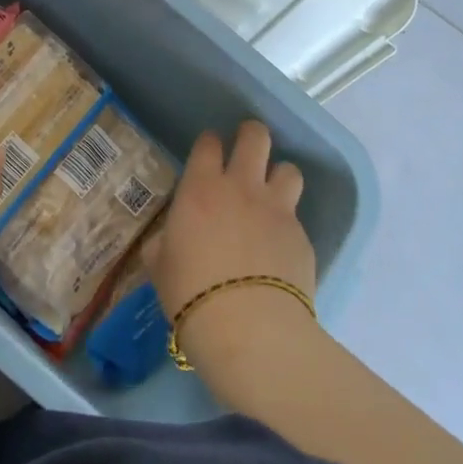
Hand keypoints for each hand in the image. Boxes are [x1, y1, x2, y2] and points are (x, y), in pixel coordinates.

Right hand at [153, 121, 317, 371]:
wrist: (248, 328)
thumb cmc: (190, 292)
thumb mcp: (160, 266)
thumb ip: (164, 244)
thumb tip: (167, 242)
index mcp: (202, 188)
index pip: (208, 144)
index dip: (209, 144)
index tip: (208, 151)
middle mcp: (242, 188)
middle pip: (256, 137)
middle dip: (251, 135)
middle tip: (247, 147)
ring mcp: (277, 210)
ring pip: (289, 169)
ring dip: (279, 176)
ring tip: (272, 194)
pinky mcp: (302, 237)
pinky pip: (296, 217)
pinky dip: (287, 224)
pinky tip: (279, 247)